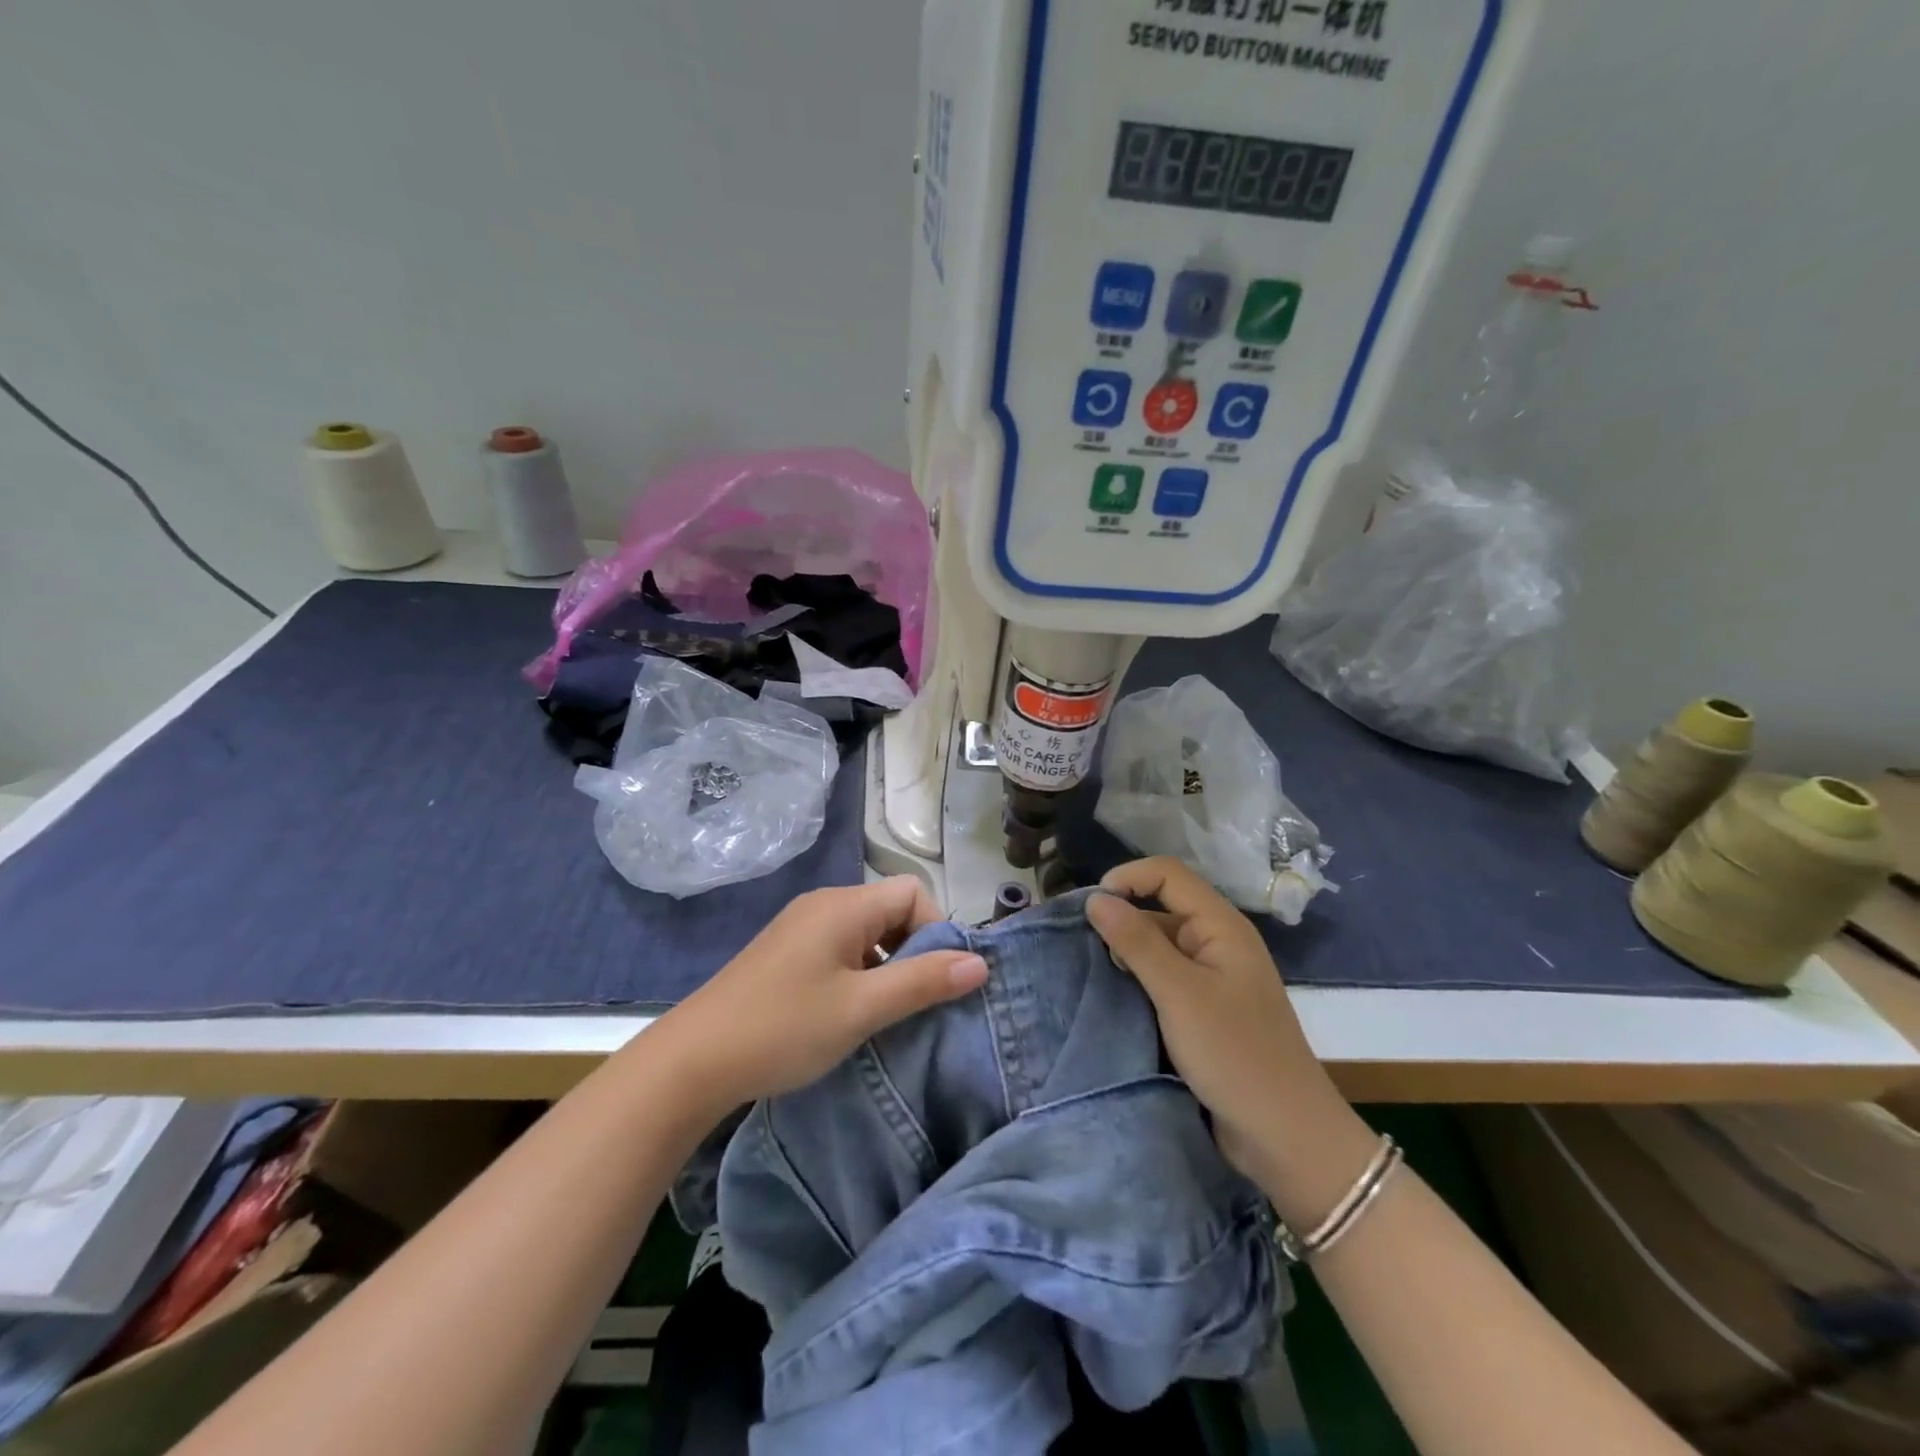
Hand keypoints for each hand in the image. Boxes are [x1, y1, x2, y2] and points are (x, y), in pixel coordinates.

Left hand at [651, 877, 986, 1116]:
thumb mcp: (862, 1008)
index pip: (913, 891)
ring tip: (884, 1014)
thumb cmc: (783, 1028)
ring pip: (867, 932)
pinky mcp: (787, 953)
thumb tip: (980, 963)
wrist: (692, 1061)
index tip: (934, 981)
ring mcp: (801, 927)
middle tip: (913, 1002)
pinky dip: (860, 973)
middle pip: (892, 909)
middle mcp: (824, 904)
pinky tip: (850, 1014)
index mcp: (844, 905)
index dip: (935, 930)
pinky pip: (841, 949)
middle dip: (914, 950)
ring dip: (887, 966)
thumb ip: (923, 981)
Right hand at [1087, 858, 1370, 1214]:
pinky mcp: (1203, 1009)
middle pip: (1161, 905)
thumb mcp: (1179, 994)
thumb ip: (1136, 942)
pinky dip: (1137, 978)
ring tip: (1090, 969)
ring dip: (1126, 950)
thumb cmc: (1235, 1055)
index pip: (1168, 874)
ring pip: (1159, 944)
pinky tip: (1113, 993)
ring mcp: (1211, 978)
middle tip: (1081, 944)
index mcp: (1221, 926)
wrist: (1285, 1137)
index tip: (1089, 908)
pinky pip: (1163, 977)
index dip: (1127, 879)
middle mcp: (1216, 943)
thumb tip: (1095, 898)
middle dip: (1121, 916)